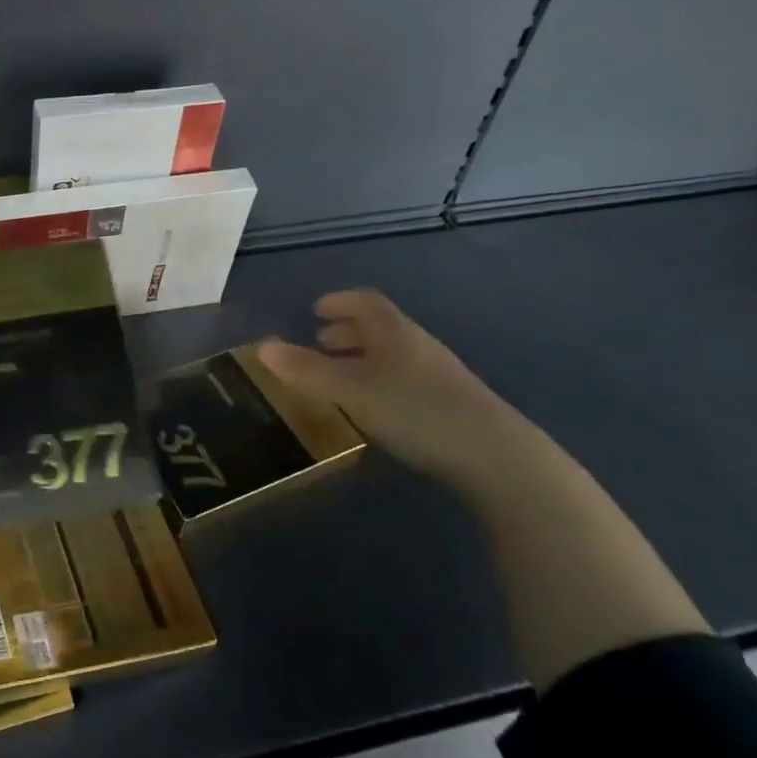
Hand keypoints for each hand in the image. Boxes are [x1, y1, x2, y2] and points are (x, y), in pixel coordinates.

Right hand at [258, 289, 543, 486]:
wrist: (495, 456)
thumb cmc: (415, 410)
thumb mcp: (350, 390)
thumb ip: (306, 370)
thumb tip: (261, 347)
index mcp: (395, 331)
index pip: (366, 302)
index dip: (340, 301)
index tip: (316, 310)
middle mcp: (418, 345)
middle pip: (381, 327)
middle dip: (348, 332)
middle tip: (320, 343)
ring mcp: (439, 376)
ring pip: (393, 355)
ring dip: (364, 359)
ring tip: (340, 378)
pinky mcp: (451, 406)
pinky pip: (405, 380)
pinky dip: (380, 382)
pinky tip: (373, 408)